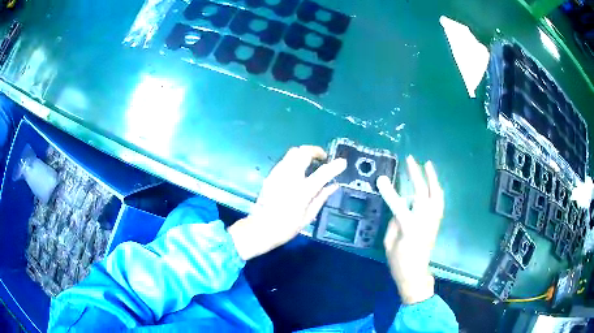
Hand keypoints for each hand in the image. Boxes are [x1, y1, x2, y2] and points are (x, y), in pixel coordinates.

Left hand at [228, 146, 346, 260]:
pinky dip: (294, 161)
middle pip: (303, 152)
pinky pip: (285, 161)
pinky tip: (297, 173)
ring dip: (304, 154)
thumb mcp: (308, 216)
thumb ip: (321, 198)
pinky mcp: (270, 175)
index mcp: (302, 191)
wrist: (260, 229)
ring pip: (292, 153)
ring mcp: (277, 174)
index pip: (322, 173)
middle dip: (315, 151)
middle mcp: (289, 178)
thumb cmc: (286, 227)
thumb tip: (334, 185)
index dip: (335, 166)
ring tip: (311, 164)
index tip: (342, 162)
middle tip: (322, 159)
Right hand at [377, 156, 443, 304]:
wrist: (416, 274)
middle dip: (416, 174)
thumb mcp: (389, 243)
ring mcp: (433, 220)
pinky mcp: (437, 222)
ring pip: (436, 194)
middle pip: (421, 193)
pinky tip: (434, 183)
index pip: (398, 204)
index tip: (382, 178)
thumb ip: (394, 222)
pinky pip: (439, 202)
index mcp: (410, 227)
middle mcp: (425, 220)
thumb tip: (400, 208)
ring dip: (432, 178)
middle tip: (410, 159)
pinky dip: (437, 190)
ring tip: (428, 164)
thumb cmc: (399, 262)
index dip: (389, 191)